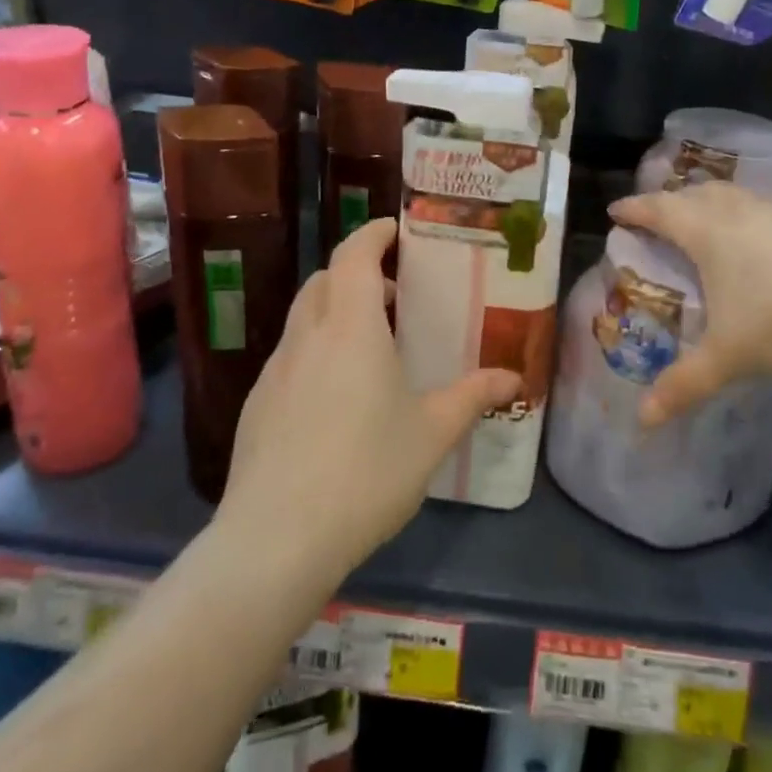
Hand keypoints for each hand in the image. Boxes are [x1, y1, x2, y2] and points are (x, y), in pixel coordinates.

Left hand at [219, 218, 521, 580]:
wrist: (275, 541)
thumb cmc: (366, 471)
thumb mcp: (432, 433)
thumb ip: (473, 396)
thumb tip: (515, 377)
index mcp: (350, 327)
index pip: (354, 253)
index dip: (373, 233)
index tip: (396, 230)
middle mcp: (307, 336)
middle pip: (325, 279)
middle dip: (357, 273)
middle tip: (394, 297)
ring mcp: (275, 371)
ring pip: (304, 317)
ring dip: (335, 312)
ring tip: (370, 348)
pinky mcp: (256, 405)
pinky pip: (290, 357)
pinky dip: (315, 350)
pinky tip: (336, 399)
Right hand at [609, 181, 771, 426]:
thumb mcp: (730, 355)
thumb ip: (685, 384)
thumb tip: (643, 420)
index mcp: (707, 232)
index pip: (658, 210)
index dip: (634, 209)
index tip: (615, 211)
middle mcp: (736, 212)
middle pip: (694, 194)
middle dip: (670, 202)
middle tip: (657, 217)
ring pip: (731, 197)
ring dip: (709, 203)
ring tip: (704, 222)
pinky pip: (762, 210)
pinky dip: (745, 217)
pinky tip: (759, 242)